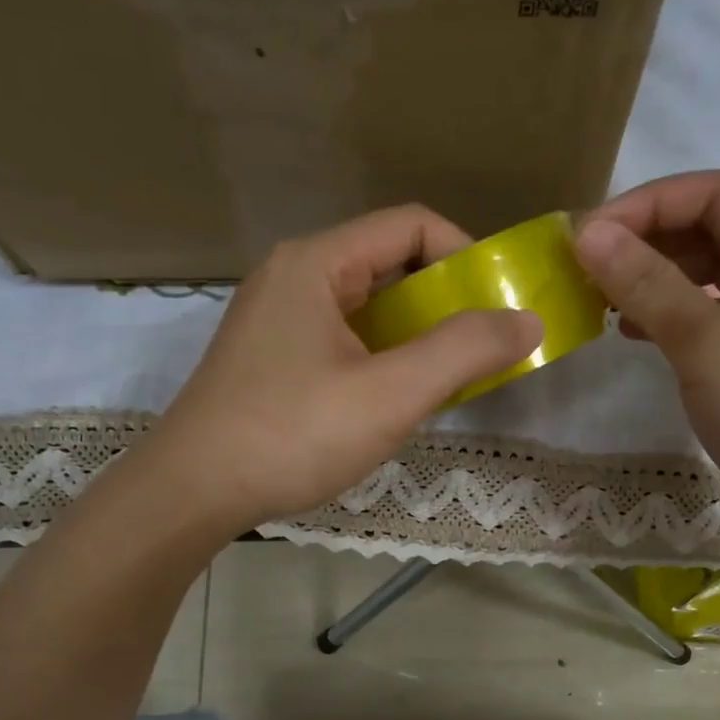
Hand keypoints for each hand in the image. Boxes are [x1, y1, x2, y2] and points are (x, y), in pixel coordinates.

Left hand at [145, 205, 542, 533]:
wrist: (191, 493)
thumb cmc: (291, 435)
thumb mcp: (390, 393)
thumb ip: (464, 351)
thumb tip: (527, 320)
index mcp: (316, 263)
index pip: (411, 226)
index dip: (465, 256)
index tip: (497, 306)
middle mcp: (293, 277)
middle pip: (389, 265)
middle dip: (444, 304)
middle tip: (480, 351)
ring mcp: (276, 319)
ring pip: (367, 309)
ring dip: (414, 337)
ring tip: (443, 382)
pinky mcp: (270, 358)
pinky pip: (342, 340)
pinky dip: (381, 359)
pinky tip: (393, 402)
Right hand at [573, 170, 719, 546]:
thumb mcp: (709, 347)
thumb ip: (648, 285)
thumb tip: (588, 232)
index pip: (717, 194)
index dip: (647, 205)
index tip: (586, 237)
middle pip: (715, 230)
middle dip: (647, 243)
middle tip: (586, 270)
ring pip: (712, 274)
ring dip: (656, 280)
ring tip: (603, 302)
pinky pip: (717, 314)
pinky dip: (674, 316)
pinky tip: (635, 334)